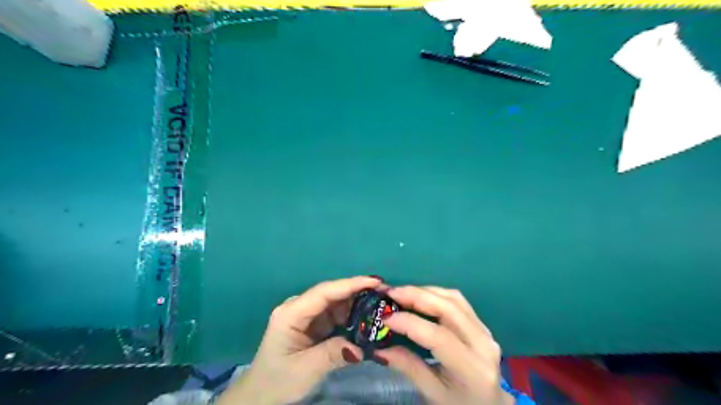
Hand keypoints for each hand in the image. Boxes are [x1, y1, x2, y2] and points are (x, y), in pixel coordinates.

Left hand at [216, 276, 378, 404]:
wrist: (260, 395)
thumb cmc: (277, 381)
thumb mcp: (306, 369)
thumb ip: (334, 353)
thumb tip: (363, 346)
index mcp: (291, 313)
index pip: (324, 292)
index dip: (351, 284)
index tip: (375, 281)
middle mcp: (299, 307)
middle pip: (332, 294)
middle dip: (358, 292)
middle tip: (385, 293)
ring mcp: (306, 315)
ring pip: (336, 303)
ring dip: (357, 304)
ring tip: (381, 305)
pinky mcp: (313, 324)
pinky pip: (336, 315)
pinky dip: (352, 316)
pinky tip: (367, 319)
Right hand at [375, 286, 515, 404]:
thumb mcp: (433, 393)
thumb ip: (408, 367)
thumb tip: (379, 348)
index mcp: (472, 369)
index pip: (439, 337)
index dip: (410, 323)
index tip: (385, 318)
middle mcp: (483, 343)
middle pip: (448, 308)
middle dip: (415, 296)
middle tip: (390, 293)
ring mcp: (485, 330)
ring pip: (453, 298)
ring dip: (424, 291)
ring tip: (401, 293)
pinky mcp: (481, 323)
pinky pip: (457, 300)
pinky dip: (435, 293)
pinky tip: (419, 296)